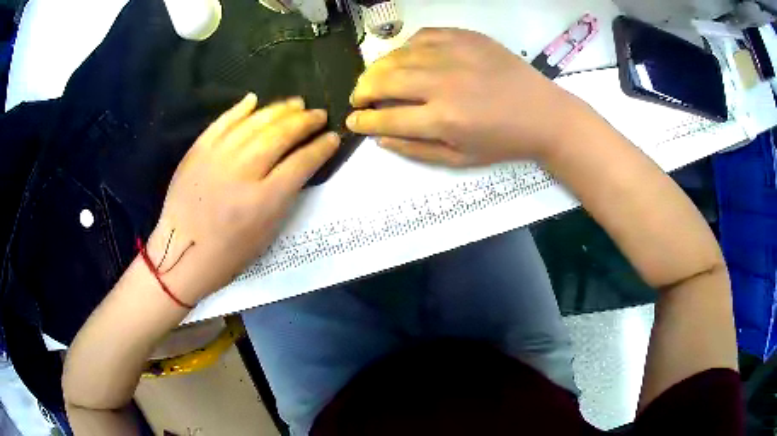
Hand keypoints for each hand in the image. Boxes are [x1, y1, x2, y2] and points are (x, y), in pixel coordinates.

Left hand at [145, 93, 339, 303]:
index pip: (301, 163)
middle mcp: (241, 174)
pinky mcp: (198, 151)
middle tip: (319, 114)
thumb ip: (284, 196)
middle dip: (305, 122)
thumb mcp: (266, 233)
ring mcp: (217, 158)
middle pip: (280, 136)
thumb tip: (298, 165)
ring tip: (296, 103)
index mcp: (263, 202)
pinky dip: (239, 109)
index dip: (321, 147)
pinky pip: (222, 122)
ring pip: (254, 123)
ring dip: (279, 110)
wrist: (181, 252)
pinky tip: (255, 99)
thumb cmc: (227, 253)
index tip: (333, 137)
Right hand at [346, 28, 587, 166]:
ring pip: (398, 55)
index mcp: (443, 119)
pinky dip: (406, 48)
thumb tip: (380, 138)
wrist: (543, 114)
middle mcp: (443, 82)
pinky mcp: (466, 37)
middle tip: (357, 98)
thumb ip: (416, 150)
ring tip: (374, 78)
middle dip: (361, 91)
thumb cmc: (503, 141)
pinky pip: (422, 36)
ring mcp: (454, 54)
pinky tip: (406, 58)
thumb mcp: (460, 159)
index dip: (362, 121)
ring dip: (378, 68)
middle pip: (384, 80)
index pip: (386, 118)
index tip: (352, 121)